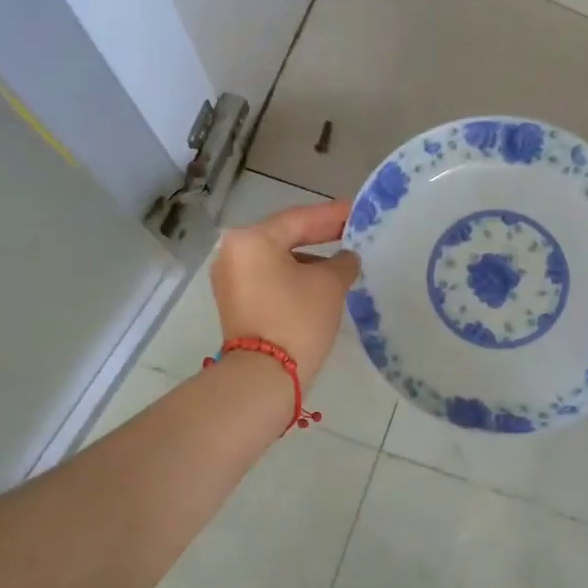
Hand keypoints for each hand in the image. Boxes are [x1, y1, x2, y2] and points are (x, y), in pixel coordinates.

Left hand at [211, 200, 360, 389]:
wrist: (264, 376)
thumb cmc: (297, 319)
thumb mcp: (330, 284)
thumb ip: (343, 262)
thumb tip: (346, 258)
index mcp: (251, 239)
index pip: (299, 218)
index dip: (332, 215)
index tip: (357, 211)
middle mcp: (233, 253)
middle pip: (284, 236)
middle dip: (319, 235)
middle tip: (351, 230)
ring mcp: (230, 279)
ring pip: (276, 259)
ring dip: (308, 259)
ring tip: (340, 261)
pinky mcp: (235, 303)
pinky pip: (269, 278)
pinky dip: (293, 276)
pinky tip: (319, 282)